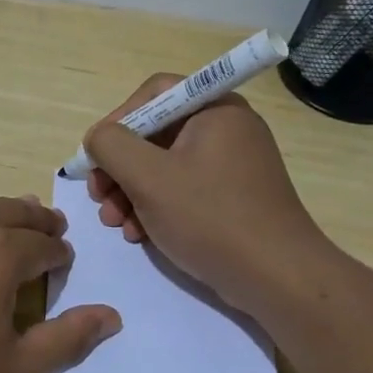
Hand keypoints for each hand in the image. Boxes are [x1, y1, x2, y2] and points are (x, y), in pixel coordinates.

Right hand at [83, 76, 331, 316]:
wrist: (276, 277)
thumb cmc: (210, 217)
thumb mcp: (148, 177)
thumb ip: (111, 146)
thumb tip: (98, 138)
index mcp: (214, 109)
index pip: (154, 94)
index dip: (117, 120)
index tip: (97, 157)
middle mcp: (226, 129)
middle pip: (155, 133)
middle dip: (119, 167)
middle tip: (99, 197)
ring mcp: (231, 165)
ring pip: (164, 166)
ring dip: (131, 192)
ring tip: (114, 223)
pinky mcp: (232, 197)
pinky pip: (182, 190)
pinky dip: (155, 207)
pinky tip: (139, 235)